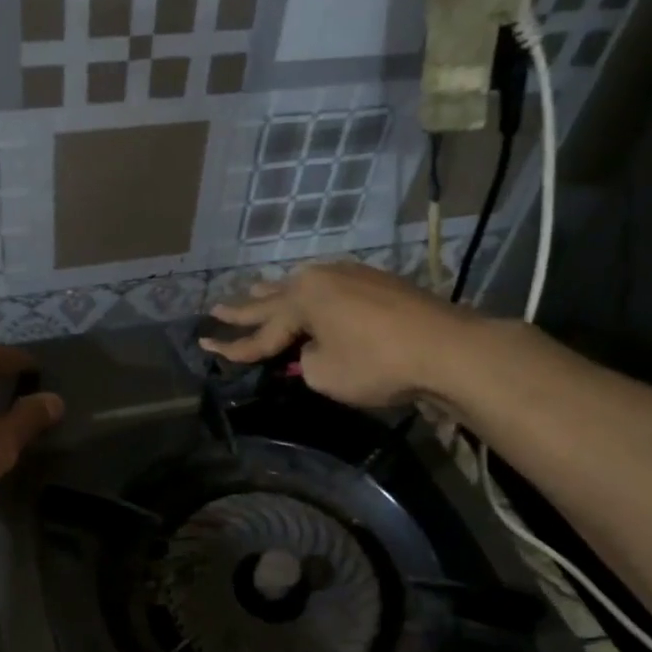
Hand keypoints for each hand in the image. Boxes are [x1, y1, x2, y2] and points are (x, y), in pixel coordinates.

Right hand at [201, 261, 468, 408]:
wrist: (446, 348)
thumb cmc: (377, 364)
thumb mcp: (325, 374)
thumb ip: (305, 362)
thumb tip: (310, 352)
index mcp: (302, 299)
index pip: (260, 332)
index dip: (233, 346)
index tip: (205, 344)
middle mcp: (321, 279)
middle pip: (273, 299)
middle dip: (244, 309)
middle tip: (216, 309)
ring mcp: (350, 277)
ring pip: (300, 287)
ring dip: (274, 294)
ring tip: (252, 291)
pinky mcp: (375, 284)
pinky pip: (327, 289)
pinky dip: (308, 296)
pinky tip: (306, 293)